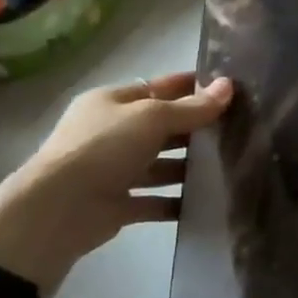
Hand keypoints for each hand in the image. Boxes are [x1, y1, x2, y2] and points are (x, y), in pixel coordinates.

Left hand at [0, 73, 232, 297]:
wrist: (57, 211)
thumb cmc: (103, 148)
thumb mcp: (151, 117)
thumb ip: (192, 107)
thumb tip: (229, 86)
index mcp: (112, 102)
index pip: (159, 87)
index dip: (192, 87)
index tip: (229, 89)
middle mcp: (112, 133)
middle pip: (162, 126)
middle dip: (196, 128)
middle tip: (240, 128)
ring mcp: (113, 170)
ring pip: (161, 164)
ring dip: (190, 166)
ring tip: (231, 164)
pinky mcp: (118, 205)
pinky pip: (155, 201)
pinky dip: (178, 201)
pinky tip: (208, 200)